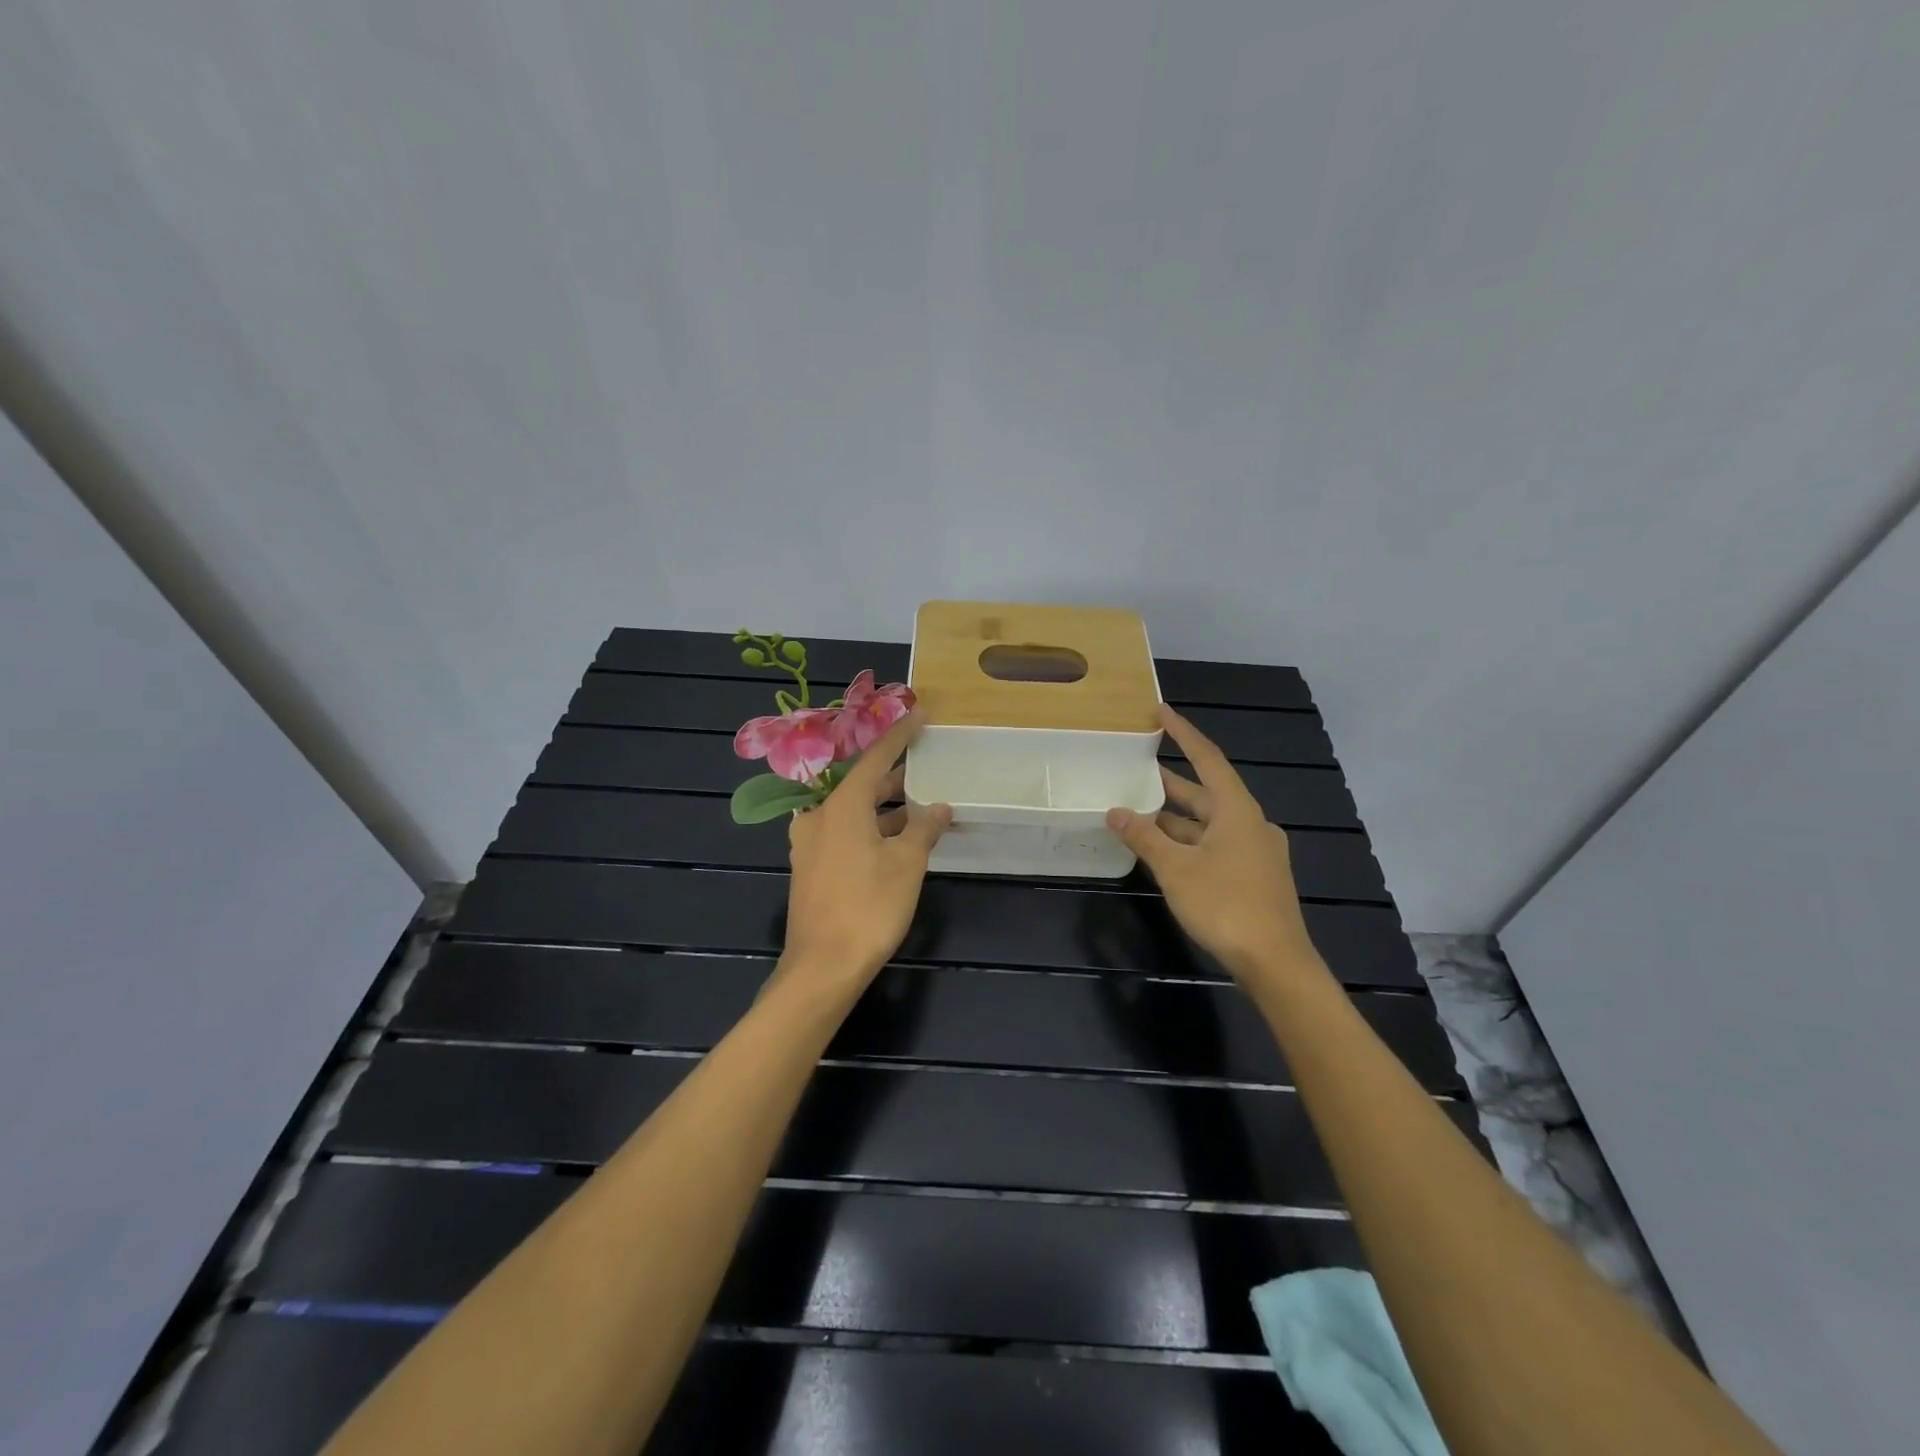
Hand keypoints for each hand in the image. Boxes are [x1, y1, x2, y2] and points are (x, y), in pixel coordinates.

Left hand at [783, 712, 951, 986]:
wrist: (822, 967)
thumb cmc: (869, 907)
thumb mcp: (907, 863)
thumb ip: (924, 828)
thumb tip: (938, 807)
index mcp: (841, 806)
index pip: (875, 758)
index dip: (900, 735)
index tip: (920, 714)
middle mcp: (819, 816)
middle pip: (861, 784)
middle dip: (894, 776)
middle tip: (926, 766)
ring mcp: (810, 843)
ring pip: (852, 812)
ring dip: (884, 808)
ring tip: (919, 806)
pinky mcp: (811, 868)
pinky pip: (843, 833)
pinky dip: (870, 829)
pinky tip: (895, 840)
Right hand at [1108, 705, 1323, 983]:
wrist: (1275, 962)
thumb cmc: (1225, 905)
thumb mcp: (1175, 869)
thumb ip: (1144, 837)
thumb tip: (1115, 811)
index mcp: (1237, 810)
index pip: (1207, 758)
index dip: (1182, 733)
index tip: (1160, 712)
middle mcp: (1250, 823)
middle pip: (1206, 792)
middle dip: (1171, 781)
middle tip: (1137, 766)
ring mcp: (1255, 851)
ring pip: (1208, 823)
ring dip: (1176, 817)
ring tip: (1139, 808)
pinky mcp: (1254, 876)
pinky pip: (1215, 845)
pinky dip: (1188, 841)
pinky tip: (1163, 850)